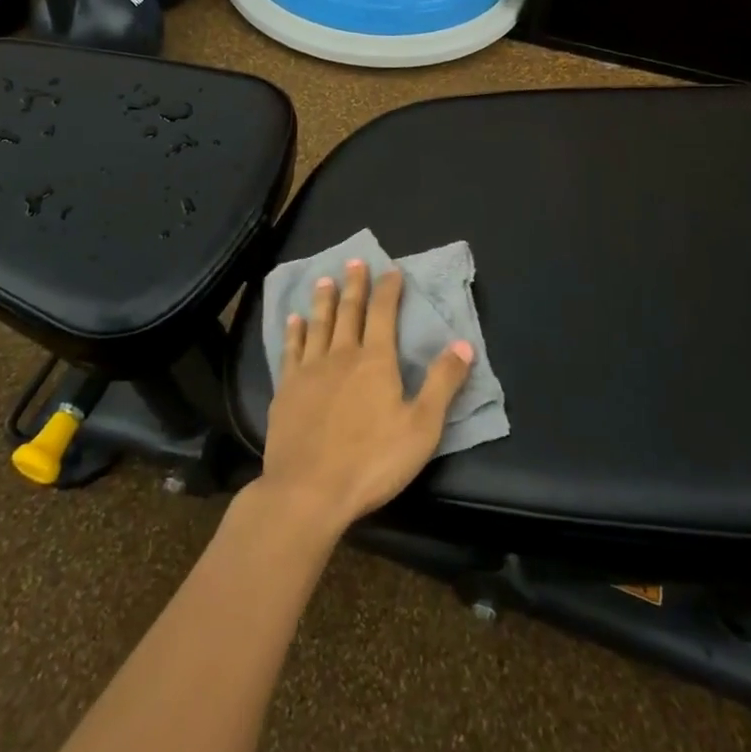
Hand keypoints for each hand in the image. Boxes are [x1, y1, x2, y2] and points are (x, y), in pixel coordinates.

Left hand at [257, 260, 474, 534]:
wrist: (308, 490)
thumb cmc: (371, 461)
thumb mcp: (421, 427)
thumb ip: (442, 383)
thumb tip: (463, 343)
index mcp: (375, 361)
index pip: (384, 313)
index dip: (388, 289)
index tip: (391, 269)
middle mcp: (341, 355)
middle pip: (349, 311)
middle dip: (354, 285)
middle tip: (354, 261)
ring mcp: (309, 371)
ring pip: (318, 325)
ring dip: (323, 301)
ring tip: (324, 280)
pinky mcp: (286, 390)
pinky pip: (290, 351)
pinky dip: (294, 332)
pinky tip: (293, 321)